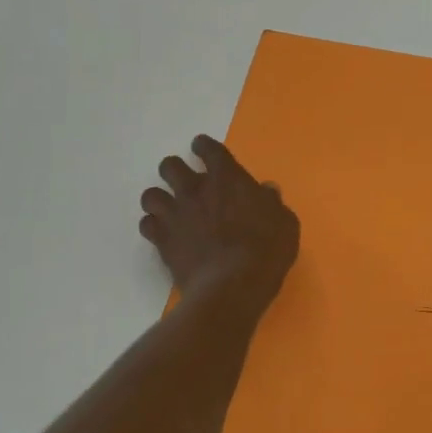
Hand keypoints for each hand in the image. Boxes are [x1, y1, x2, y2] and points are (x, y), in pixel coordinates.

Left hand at [139, 135, 299, 314]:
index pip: (208, 149)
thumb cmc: (266, 250)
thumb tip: (267, 190)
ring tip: (170, 210)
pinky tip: (164, 234)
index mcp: (227, 178)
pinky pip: (147, 225)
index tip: (202, 149)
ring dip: (160, 199)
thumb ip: (272, 202)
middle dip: (175, 170)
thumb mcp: (285, 223)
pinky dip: (154, 227)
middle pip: (170, 166)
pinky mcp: (162, 241)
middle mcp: (195, 189)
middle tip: (185, 183)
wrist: (233, 286)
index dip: (203, 146)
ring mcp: (175, 214)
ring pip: (151, 194)